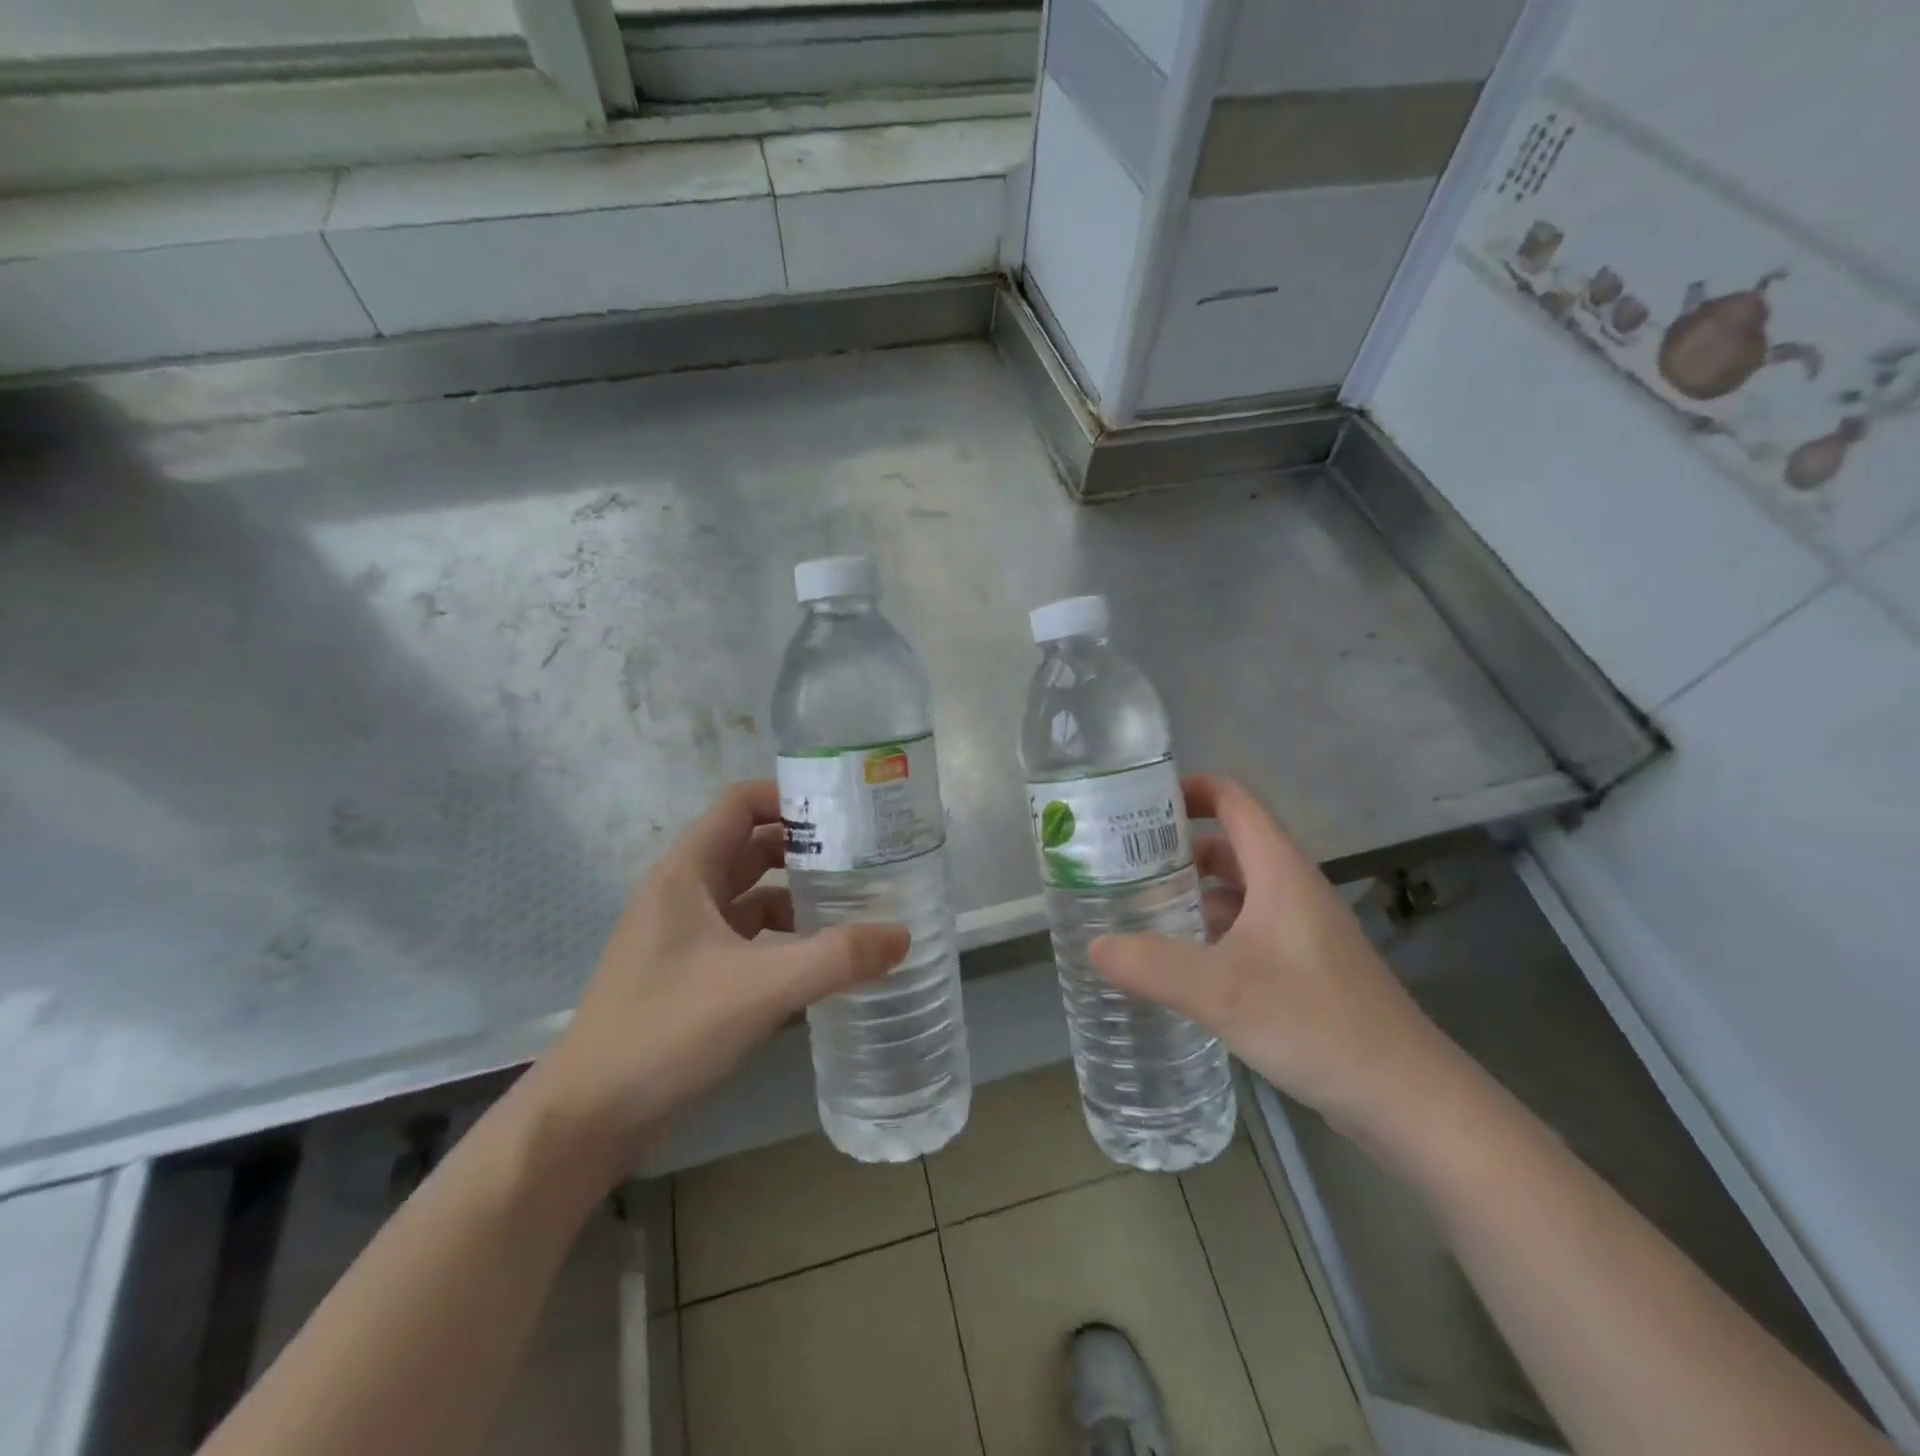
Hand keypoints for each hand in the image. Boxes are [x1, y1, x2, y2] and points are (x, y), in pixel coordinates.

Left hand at [524, 781, 909, 1175]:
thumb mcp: (760, 987)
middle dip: (806, 849)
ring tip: (855, 908)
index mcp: (686, 873)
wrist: (588, 1119)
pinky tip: (820, 962)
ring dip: (798, 898)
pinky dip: (783, 941)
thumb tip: (903, 935)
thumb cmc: (666, 1031)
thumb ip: (835, 958)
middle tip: (865, 859)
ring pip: (752, 898)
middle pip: (752, 848)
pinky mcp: (691, 977)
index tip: (845, 812)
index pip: (741, 804)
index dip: (790, 797)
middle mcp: (684, 894)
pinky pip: (747, 940)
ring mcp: (685, 938)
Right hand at [1090, 775, 1460, 1138]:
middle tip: (1119, 862)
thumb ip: (1152, 965)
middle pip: (1228, 845)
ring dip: (1189, 892)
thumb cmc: (1316, 1022)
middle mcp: (1291, 889)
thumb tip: (1094, 946)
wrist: (1406, 1099)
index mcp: (1279, 870)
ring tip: (1135, 907)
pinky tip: (1176, 961)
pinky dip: (1208, 931)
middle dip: (1174, 847)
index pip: (1233, 801)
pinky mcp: (1302, 968)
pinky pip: (1244, 930)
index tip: (1137, 805)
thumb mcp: (1223, 990)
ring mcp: (1299, 930)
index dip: (1188, 790)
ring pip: (1235, 891)